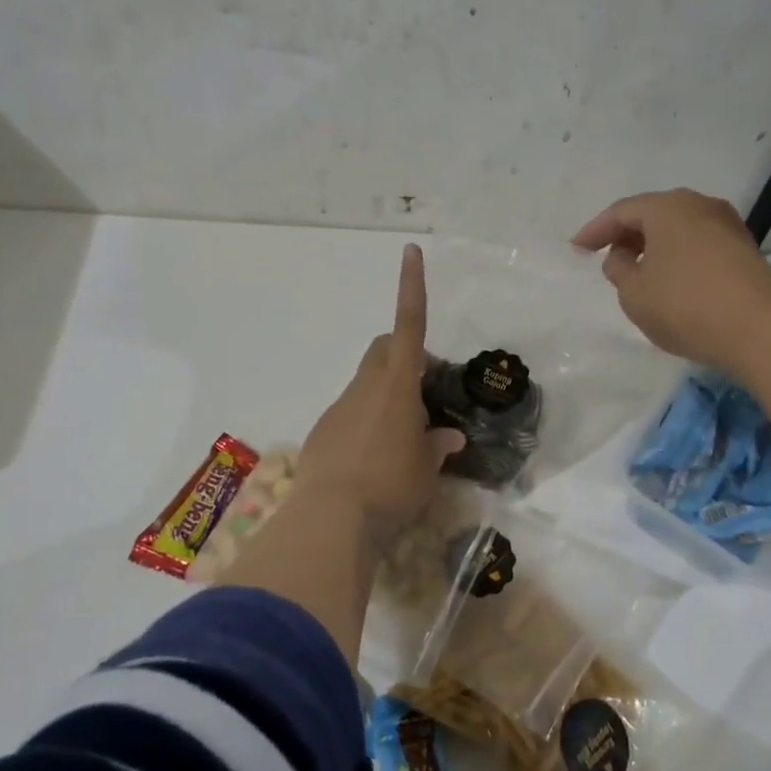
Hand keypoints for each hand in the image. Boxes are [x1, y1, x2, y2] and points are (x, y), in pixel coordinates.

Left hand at [297, 244, 464, 542]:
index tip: (410, 251)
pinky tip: (373, 462)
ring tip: (403, 441)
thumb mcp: (427, 470)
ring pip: (366, 385)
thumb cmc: (392, 486)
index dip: (412, 286)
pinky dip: (366, 425)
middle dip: (403, 355)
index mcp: (398, 385)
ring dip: (386, 397)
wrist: (332, 519)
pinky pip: (350, 415)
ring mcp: (340, 407)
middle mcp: (366, 386)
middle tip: (425, 391)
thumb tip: (448, 437)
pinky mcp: (323, 432)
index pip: (409, 324)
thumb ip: (437, 447)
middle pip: (383, 350)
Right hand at [572, 188, 770, 372]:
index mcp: (667, 207)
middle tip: (605, 258)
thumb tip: (623, 257)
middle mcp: (699, 205)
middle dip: (625, 235)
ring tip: (636, 271)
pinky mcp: (743, 248)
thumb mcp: (634, 293)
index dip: (594, 231)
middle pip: (652, 214)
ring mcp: (726, 224)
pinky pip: (697, 243)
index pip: (620, 212)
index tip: (576, 249)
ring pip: (677, 228)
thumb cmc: (685, 306)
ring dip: (652, 246)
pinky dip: (676, 255)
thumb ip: (618, 270)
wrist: (760, 331)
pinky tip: (669, 279)